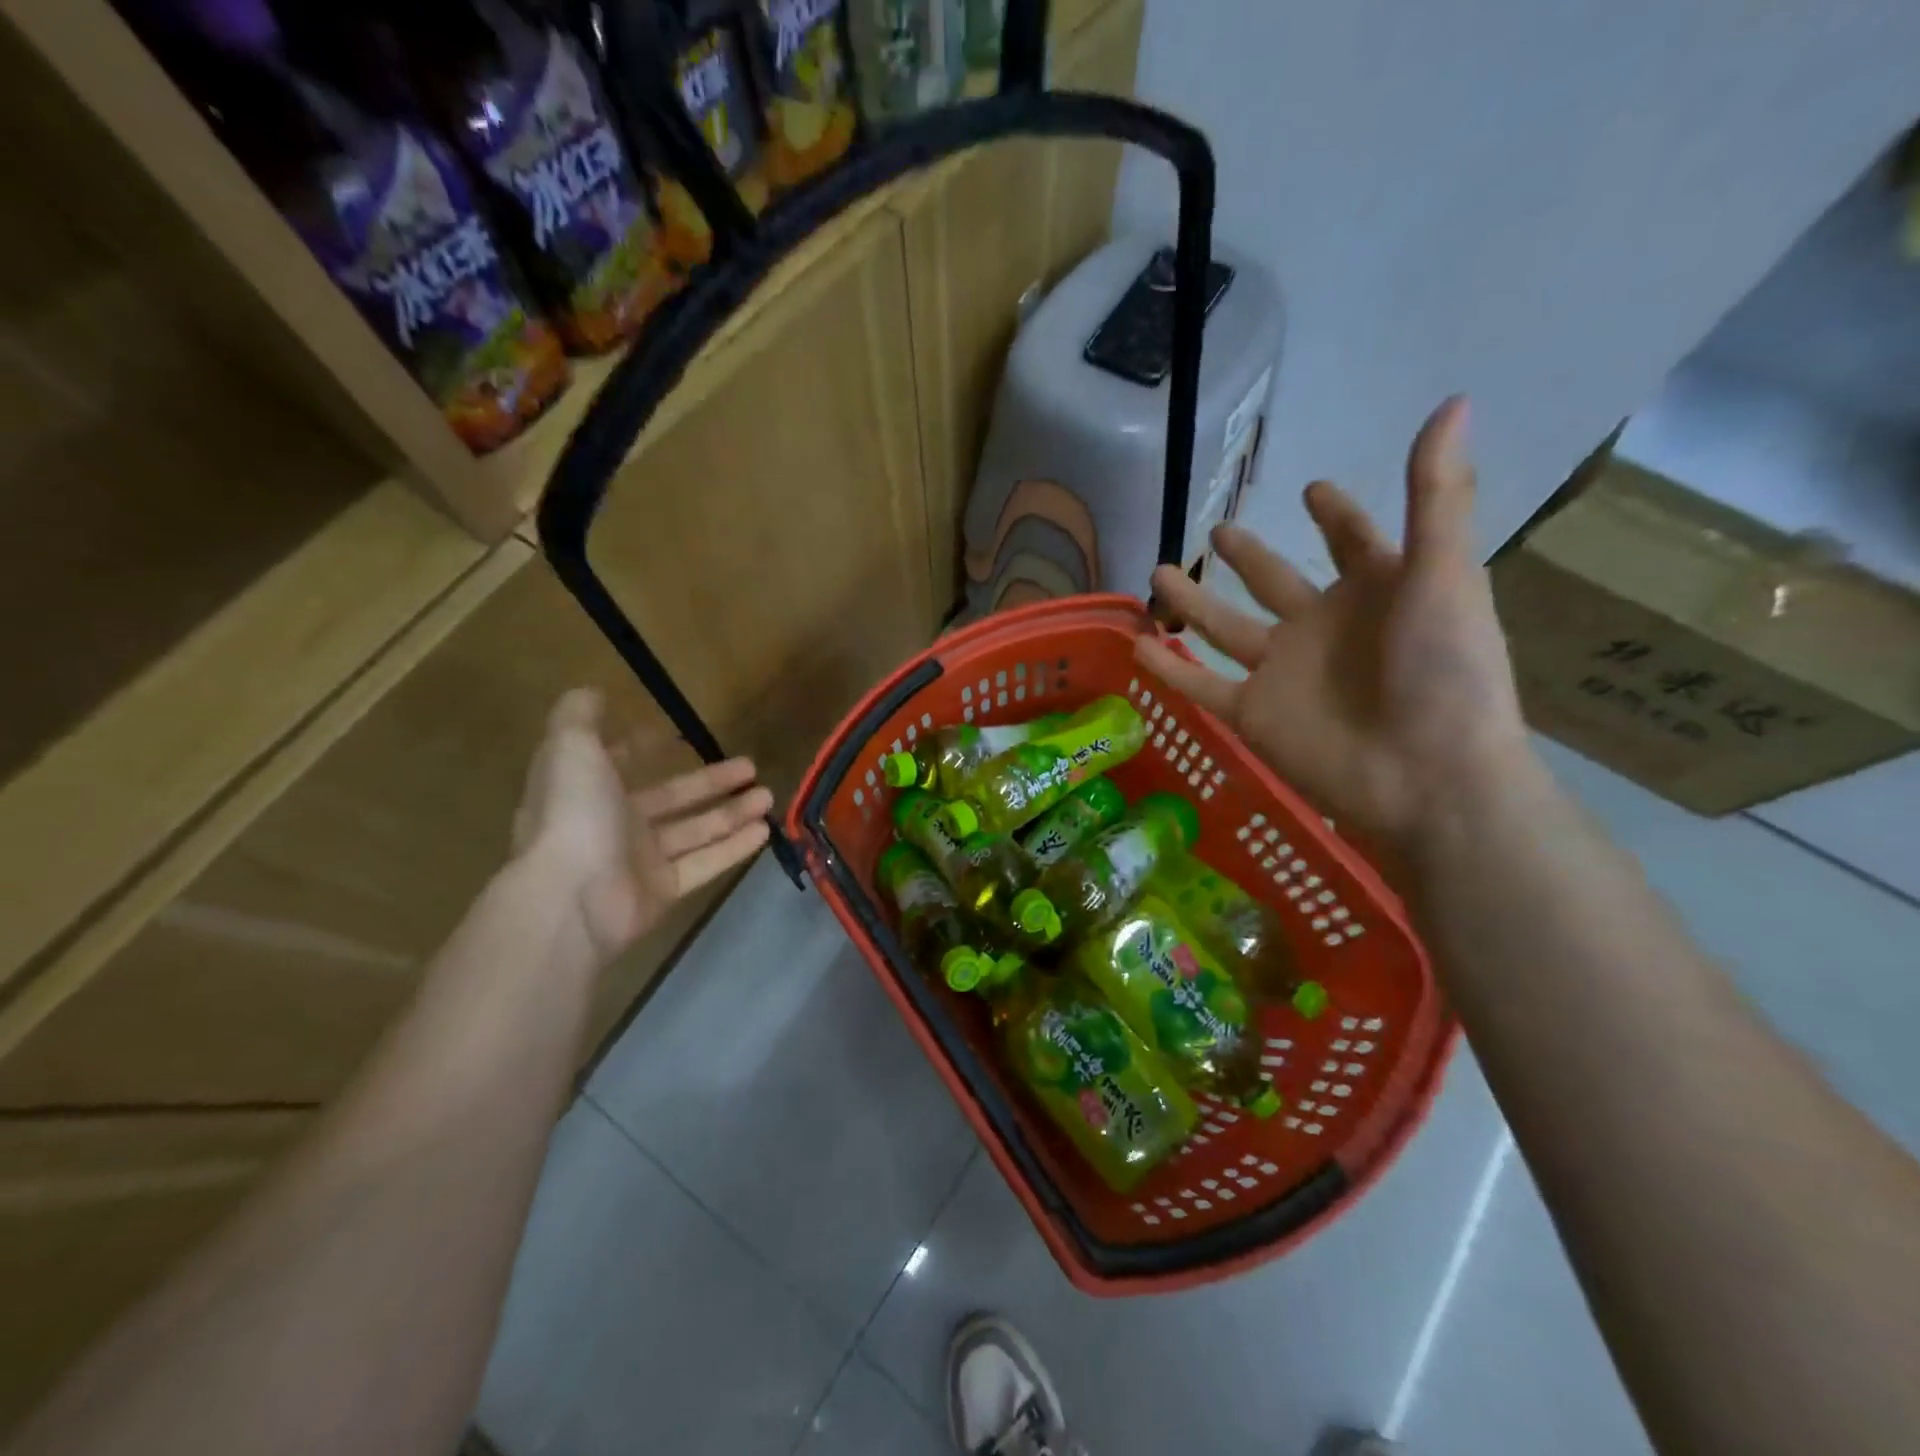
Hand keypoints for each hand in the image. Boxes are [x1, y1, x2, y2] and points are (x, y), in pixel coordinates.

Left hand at [511, 689, 772, 963]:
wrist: (572, 900)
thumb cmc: (574, 816)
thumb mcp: (571, 750)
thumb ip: (579, 718)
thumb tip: (590, 691)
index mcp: (586, 791)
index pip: (616, 766)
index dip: (639, 750)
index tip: (672, 736)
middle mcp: (612, 825)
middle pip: (670, 799)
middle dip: (709, 781)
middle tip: (750, 766)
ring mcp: (638, 862)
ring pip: (694, 831)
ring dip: (731, 813)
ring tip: (768, 796)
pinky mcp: (662, 891)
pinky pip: (704, 863)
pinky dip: (733, 847)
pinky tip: (764, 830)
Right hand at [1138, 397, 1530, 863]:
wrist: (1426, 778)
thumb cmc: (1445, 673)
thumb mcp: (1442, 575)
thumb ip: (1434, 496)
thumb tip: (1453, 401)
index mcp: (1375, 590)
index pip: (1351, 541)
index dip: (1335, 515)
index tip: (1313, 490)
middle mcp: (1322, 626)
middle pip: (1273, 580)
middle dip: (1247, 555)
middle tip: (1218, 530)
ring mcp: (1281, 671)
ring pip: (1223, 627)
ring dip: (1191, 602)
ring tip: (1155, 570)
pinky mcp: (1252, 713)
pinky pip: (1199, 684)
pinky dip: (1167, 668)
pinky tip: (1136, 645)